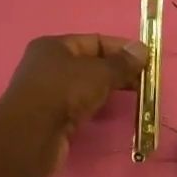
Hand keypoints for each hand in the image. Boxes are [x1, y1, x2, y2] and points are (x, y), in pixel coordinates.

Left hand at [0, 34, 146, 176]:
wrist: (30, 136)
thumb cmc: (62, 92)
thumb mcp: (98, 73)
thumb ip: (121, 63)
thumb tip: (142, 49)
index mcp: (54, 46)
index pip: (94, 41)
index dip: (121, 48)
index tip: (145, 59)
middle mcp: (47, 66)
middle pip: (89, 64)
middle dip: (117, 71)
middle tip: (143, 81)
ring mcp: (46, 93)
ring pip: (84, 86)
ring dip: (107, 90)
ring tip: (133, 96)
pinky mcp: (49, 118)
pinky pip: (78, 106)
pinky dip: (95, 107)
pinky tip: (108, 113)